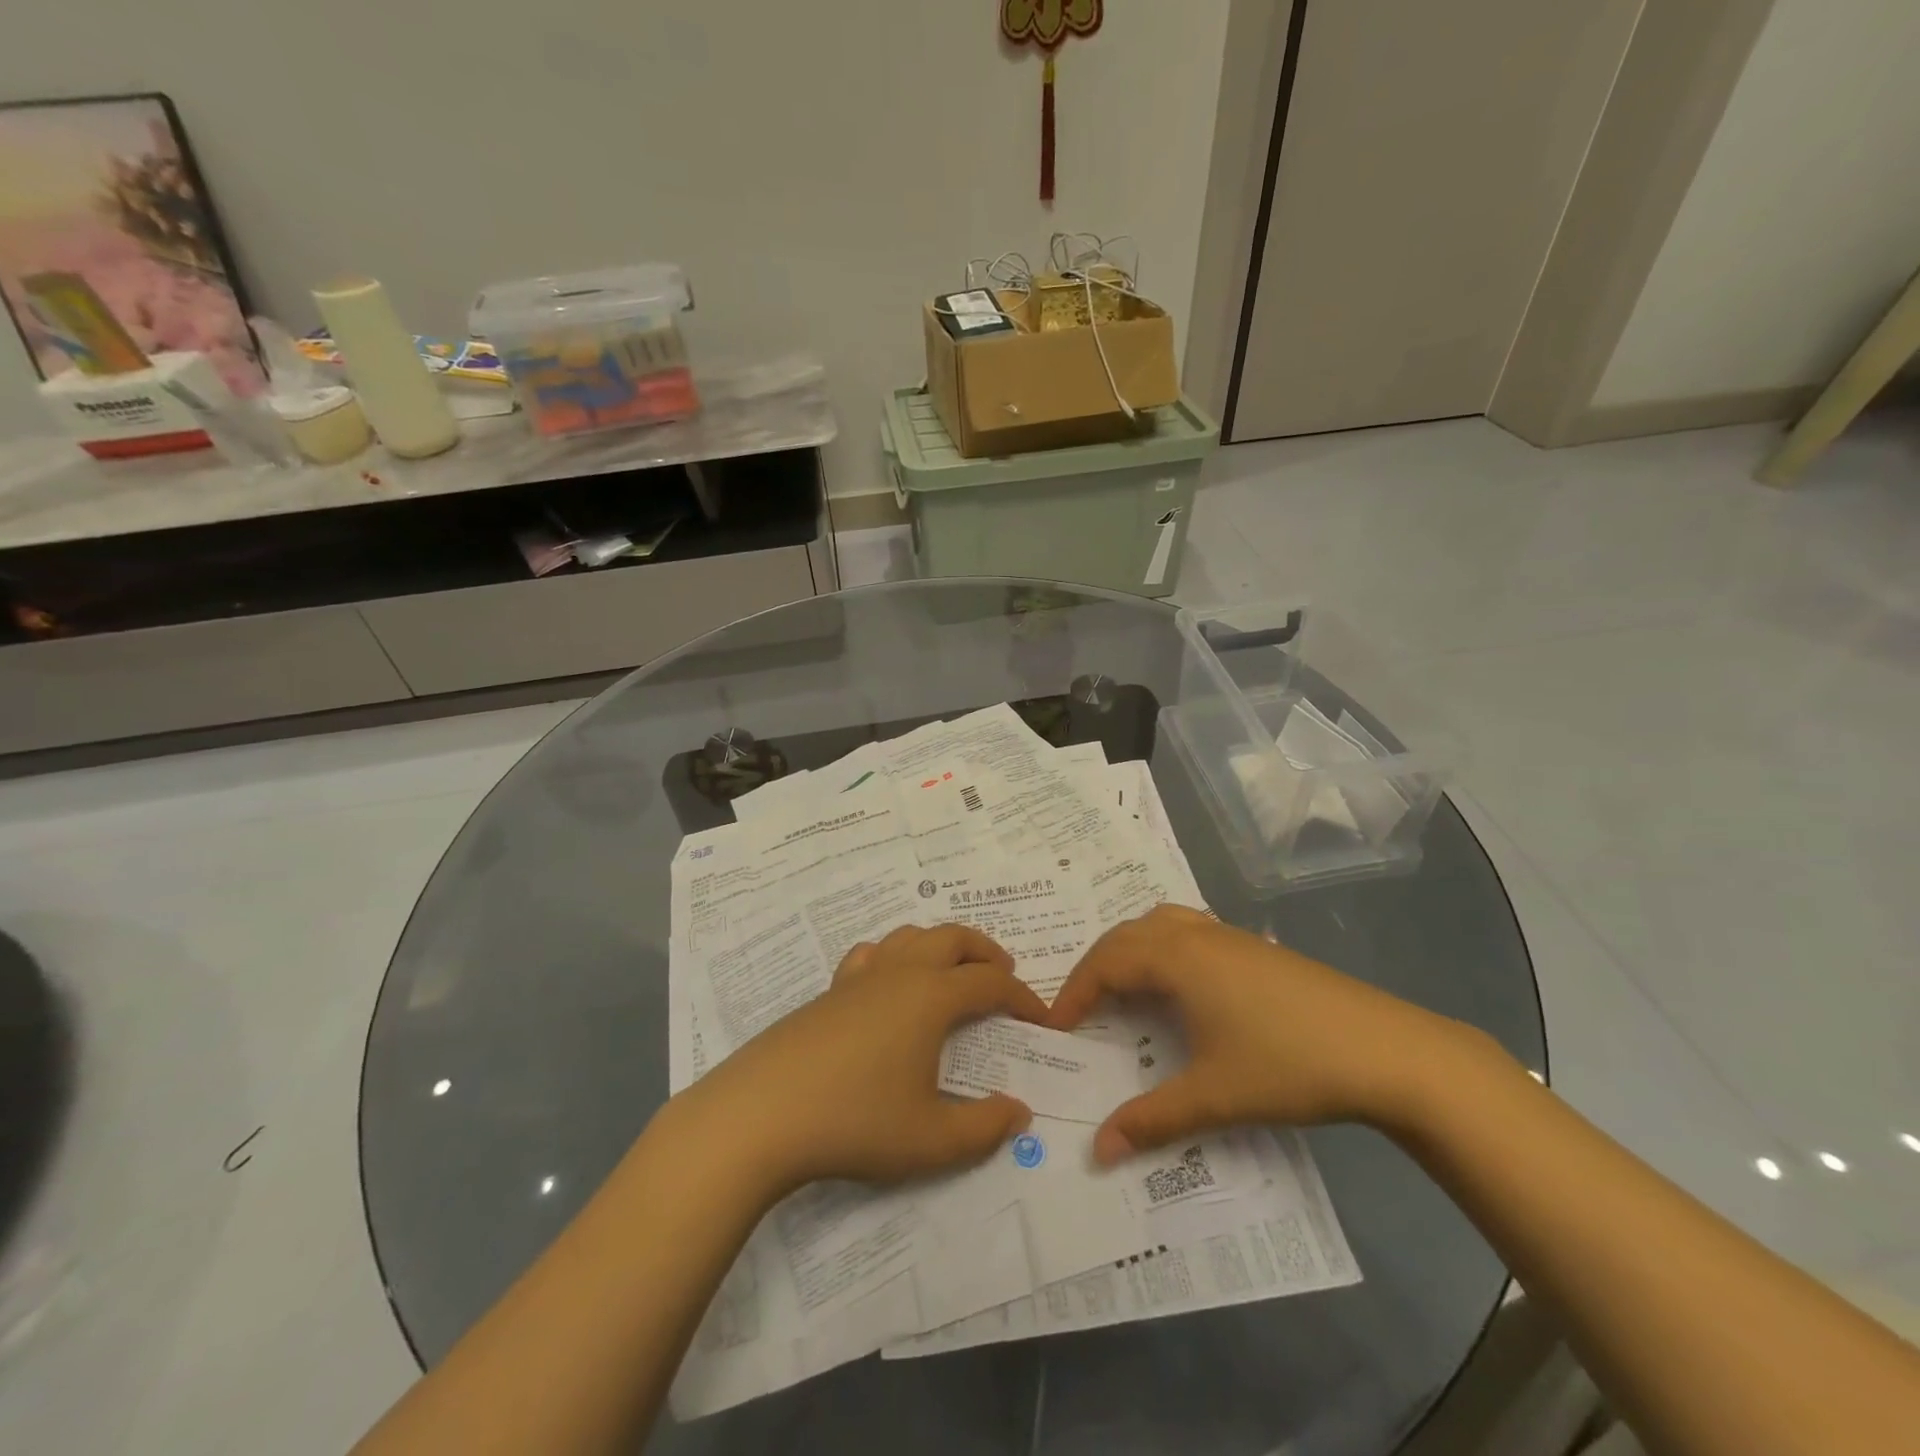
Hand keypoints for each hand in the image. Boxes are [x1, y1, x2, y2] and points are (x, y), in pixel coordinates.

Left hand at [689, 925, 1045, 1193]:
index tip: (1040, 1018)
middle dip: (985, 951)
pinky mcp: (829, 991)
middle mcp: (900, 973)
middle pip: (953, 938)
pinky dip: (895, 954)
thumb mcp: (931, 1139)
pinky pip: (871, 953)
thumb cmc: (856, 1122)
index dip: (1022, 997)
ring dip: (942, 944)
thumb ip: (984, 1127)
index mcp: (931, 997)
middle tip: (1004, 974)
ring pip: (911, 935)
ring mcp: (859, 977)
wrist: (762, 1114)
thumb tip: (1020, 1111)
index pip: (990, 983)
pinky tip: (890, 981)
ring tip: (953, 970)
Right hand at [1048, 905, 1486, 1163]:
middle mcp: (1197, 935)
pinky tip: (1181, 984)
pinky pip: (1189, 930)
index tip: (1055, 1027)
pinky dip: (1164, 947)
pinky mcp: (1257, 948)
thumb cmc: (1290, 1065)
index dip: (1074, 993)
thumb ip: (1151, 1120)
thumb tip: (1098, 1151)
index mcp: (1177, 958)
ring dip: (1131, 949)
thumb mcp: (1214, 1096)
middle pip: (1126, 935)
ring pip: (1160, 923)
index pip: (1105, 963)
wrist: (1388, 1051)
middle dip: (1095, 967)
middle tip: (1081, 1009)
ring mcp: (1230, 936)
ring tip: (1123, 987)